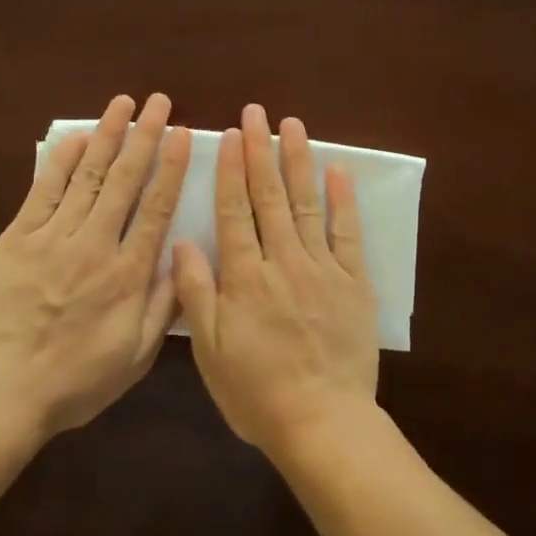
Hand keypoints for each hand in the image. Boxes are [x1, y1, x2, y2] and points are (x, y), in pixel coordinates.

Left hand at [0, 94, 191, 435]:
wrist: (1, 392)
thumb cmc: (75, 381)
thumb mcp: (135, 357)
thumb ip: (163, 307)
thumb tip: (183, 260)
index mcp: (128, 274)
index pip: (157, 207)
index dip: (171, 166)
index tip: (181, 133)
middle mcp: (96, 245)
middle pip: (125, 180)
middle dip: (144, 136)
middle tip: (158, 101)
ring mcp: (53, 238)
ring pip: (87, 176)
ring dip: (108, 136)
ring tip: (123, 103)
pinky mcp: (18, 239)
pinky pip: (43, 192)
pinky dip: (61, 161)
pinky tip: (77, 137)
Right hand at [173, 103, 378, 456]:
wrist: (323, 422)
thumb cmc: (257, 392)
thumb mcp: (212, 350)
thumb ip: (196, 293)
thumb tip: (182, 241)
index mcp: (244, 277)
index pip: (234, 210)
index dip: (229, 170)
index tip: (228, 135)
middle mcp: (283, 261)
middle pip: (269, 197)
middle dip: (260, 151)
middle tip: (257, 113)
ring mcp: (322, 268)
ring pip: (307, 204)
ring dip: (298, 162)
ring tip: (293, 126)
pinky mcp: (353, 282)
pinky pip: (347, 233)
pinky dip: (343, 200)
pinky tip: (338, 170)